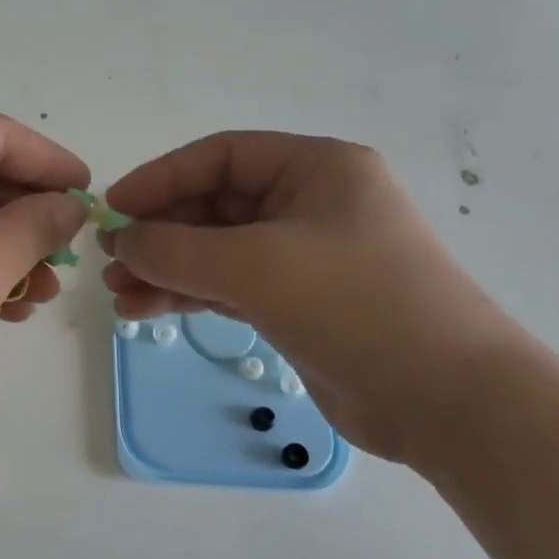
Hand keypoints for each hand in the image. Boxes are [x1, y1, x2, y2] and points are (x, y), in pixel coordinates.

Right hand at [101, 132, 522, 462]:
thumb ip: (177, 248)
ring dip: (166, 269)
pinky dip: (188, 296)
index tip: (114, 209)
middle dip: (160, 233)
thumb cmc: (356, 305)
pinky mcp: (299, 303)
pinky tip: (144, 311)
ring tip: (117, 293)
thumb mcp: (256, 266)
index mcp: (317, 169)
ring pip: (217, 251)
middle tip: (110, 259)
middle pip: (215, 205)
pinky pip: (229, 287)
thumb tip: (123, 240)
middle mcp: (311, 204)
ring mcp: (305, 256)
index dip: (161, 178)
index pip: (221, 157)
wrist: (447, 402)